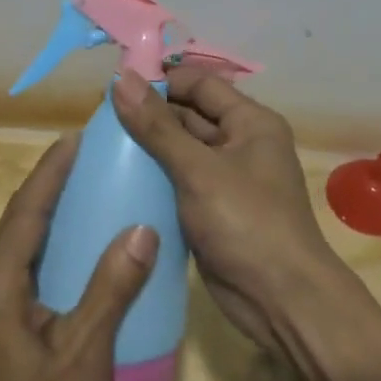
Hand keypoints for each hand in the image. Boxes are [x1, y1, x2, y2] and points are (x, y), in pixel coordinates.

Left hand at [0, 135, 158, 380]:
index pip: (26, 212)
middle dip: (47, 184)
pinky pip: (19, 267)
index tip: (75, 138)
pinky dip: (44, 244)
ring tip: (81, 188)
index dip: (50, 172)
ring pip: (16, 244)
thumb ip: (112, 290)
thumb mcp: (85, 354)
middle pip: (17, 222)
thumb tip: (142, 230)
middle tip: (84, 156)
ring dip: (45, 213)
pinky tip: (71, 248)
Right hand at [112, 65, 349, 354]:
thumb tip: (122, 80)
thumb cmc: (246, 223)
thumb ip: (157, 126)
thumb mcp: (198, 169)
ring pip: (181, 150)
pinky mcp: (212, 210)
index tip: (116, 88)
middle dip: (149, 116)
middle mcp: (241, 143)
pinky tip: (119, 180)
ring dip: (148, 148)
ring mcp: (227, 179)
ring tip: (101, 147)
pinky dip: (154, 179)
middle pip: (189, 116)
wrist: (281, 301)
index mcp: (250, 122)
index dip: (161, 82)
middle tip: (100, 121)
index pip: (200, 85)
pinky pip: (179, 182)